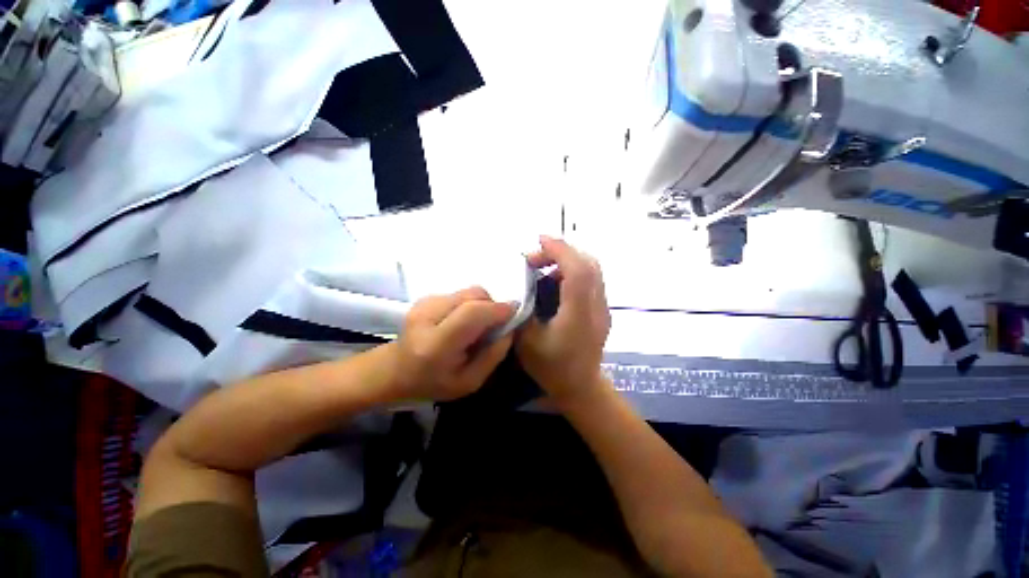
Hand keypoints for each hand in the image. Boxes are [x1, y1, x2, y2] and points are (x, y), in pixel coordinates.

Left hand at [390, 287, 513, 400]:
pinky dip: (471, 304)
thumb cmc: (432, 383)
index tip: (515, 313)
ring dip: (482, 304)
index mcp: (436, 344)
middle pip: (472, 295)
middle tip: (496, 324)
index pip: (472, 313)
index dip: (498, 309)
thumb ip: (493, 355)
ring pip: (469, 291)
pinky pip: (461, 293)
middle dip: (493, 305)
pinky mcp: (426, 297)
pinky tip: (464, 321)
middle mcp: (427, 316)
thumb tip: (510, 328)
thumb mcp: (469, 382)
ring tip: (478, 325)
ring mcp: (424, 303)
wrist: (394, 371)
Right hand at [516, 236, 610, 407]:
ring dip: (568, 260)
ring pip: (592, 270)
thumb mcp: (527, 341)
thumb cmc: (552, 368)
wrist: (581, 387)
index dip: (560, 251)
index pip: (577, 272)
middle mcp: (596, 306)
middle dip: (562, 252)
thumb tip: (521, 288)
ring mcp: (602, 308)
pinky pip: (591, 280)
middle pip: (589, 265)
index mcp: (578, 314)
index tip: (539, 240)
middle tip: (536, 259)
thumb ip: (523, 310)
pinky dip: (574, 271)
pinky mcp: (601, 310)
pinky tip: (556, 282)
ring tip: (543, 269)